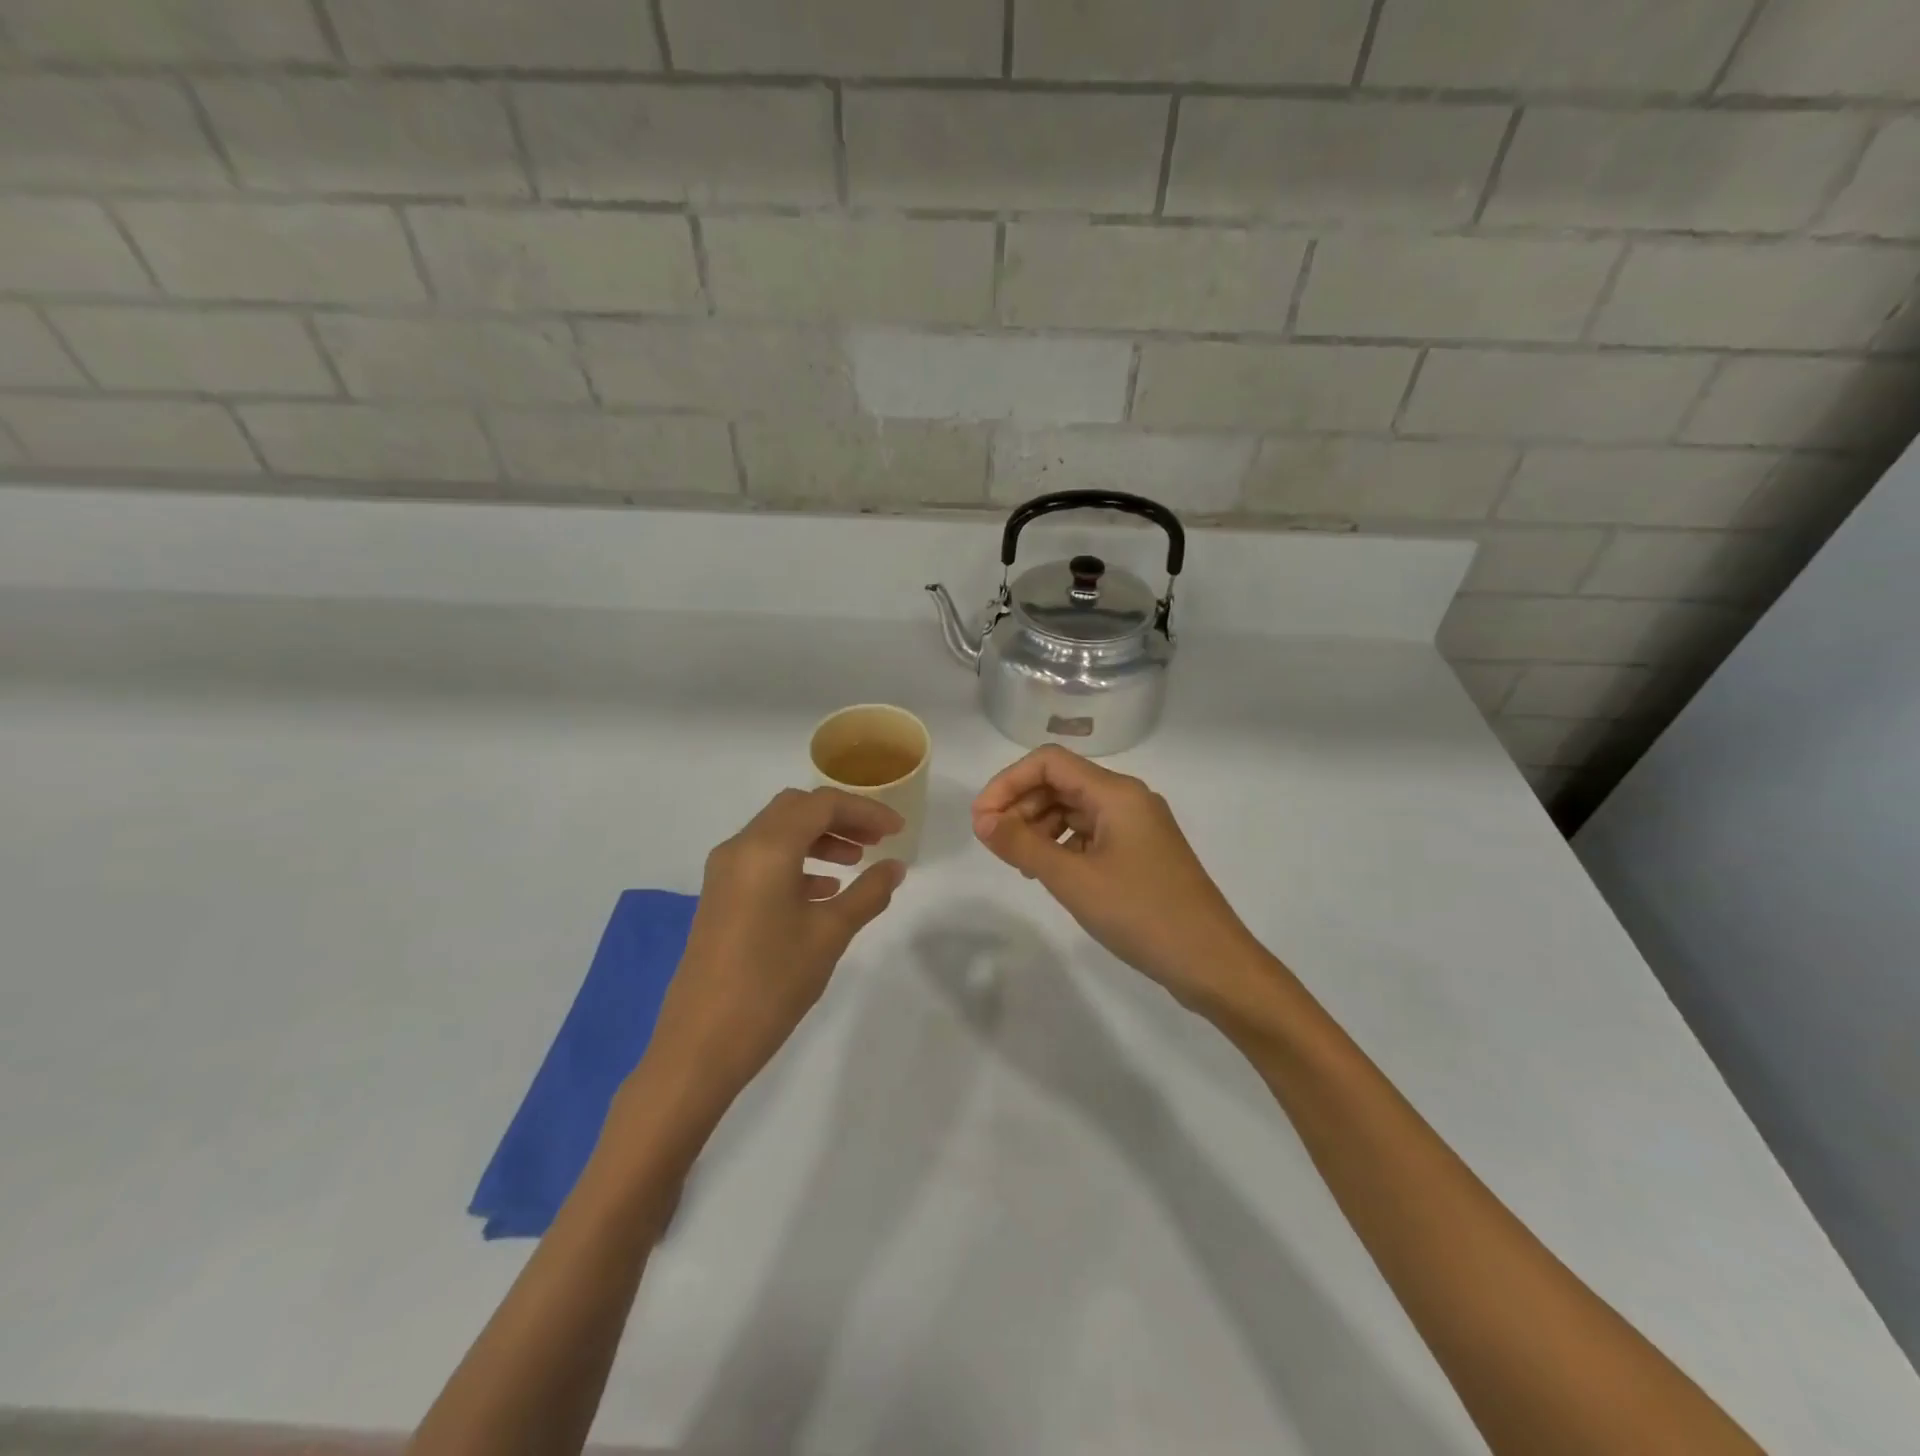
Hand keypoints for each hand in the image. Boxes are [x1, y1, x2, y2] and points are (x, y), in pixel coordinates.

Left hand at [642, 788, 907, 1118]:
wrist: (701, 1044)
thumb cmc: (771, 984)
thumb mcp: (829, 935)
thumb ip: (867, 894)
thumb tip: (895, 867)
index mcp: (767, 848)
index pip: (821, 804)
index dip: (865, 811)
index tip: (898, 831)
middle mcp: (740, 848)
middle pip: (796, 809)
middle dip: (840, 818)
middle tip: (876, 841)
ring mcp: (724, 873)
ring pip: (778, 833)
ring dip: (818, 837)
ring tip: (856, 862)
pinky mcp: (719, 897)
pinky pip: (763, 860)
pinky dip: (797, 861)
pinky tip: (823, 891)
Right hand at [971, 746, 1259, 1012]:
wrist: (1211, 963)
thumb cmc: (1141, 914)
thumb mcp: (1073, 879)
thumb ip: (1022, 844)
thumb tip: (981, 820)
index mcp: (1116, 793)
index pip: (1048, 762)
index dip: (1008, 783)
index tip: (981, 820)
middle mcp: (1127, 799)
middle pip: (1061, 782)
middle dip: (1021, 805)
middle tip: (993, 844)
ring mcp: (1136, 827)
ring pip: (1074, 809)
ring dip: (1039, 826)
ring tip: (1018, 862)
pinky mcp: (1140, 853)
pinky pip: (1090, 834)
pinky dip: (1062, 845)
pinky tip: (1047, 871)